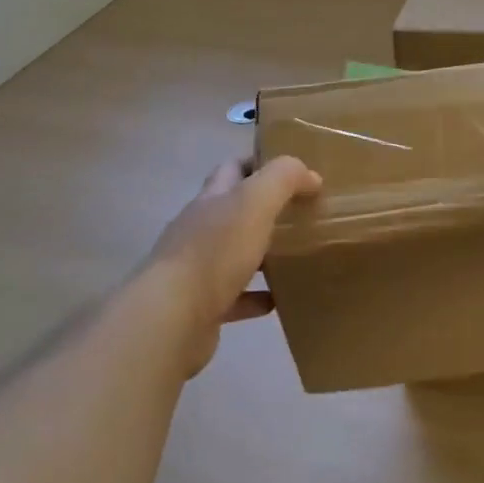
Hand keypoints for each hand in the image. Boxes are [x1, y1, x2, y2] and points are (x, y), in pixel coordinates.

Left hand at [142, 156, 320, 374]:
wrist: (172, 319)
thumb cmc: (214, 252)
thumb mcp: (255, 202)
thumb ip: (283, 179)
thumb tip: (311, 175)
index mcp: (211, 199)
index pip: (232, 169)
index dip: (259, 163)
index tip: (293, 171)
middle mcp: (200, 229)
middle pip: (233, 211)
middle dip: (264, 209)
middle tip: (300, 213)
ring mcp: (197, 269)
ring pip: (234, 254)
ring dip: (261, 253)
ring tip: (296, 254)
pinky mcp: (201, 306)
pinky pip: (235, 297)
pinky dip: (256, 296)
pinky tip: (277, 299)